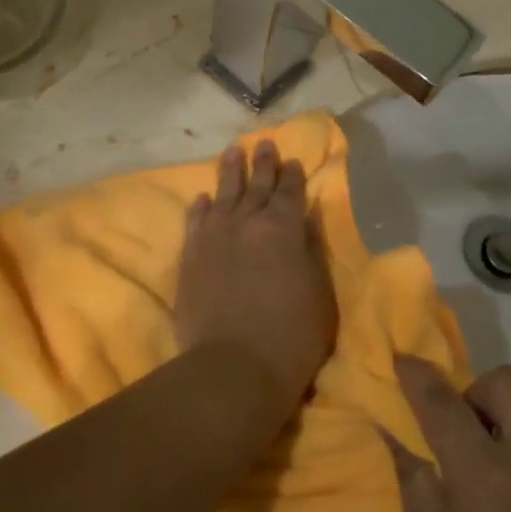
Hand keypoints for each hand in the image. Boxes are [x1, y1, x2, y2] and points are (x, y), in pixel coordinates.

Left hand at [176, 142, 336, 411]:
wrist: (233, 367)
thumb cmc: (291, 337)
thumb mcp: (319, 294)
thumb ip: (310, 252)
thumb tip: (303, 222)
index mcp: (283, 229)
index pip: (290, 193)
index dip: (293, 176)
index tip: (293, 160)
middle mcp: (248, 223)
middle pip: (256, 186)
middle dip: (263, 164)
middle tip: (264, 144)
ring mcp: (215, 237)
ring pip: (223, 194)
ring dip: (229, 172)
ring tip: (232, 151)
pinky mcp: (191, 257)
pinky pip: (195, 222)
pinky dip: (199, 207)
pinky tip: (202, 197)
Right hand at [385, 357, 510, 511]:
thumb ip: (415, 485)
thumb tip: (397, 435)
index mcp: (485, 475)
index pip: (443, 401)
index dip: (417, 375)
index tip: (402, 361)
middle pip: (509, 382)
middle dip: (479, 392)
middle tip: (464, 438)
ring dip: (508, 426)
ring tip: (495, 483)